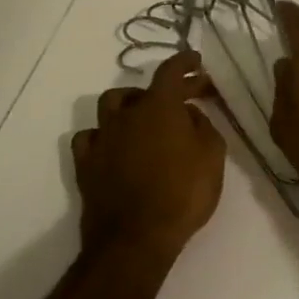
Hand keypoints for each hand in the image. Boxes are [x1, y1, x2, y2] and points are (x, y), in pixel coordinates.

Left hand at [72, 50, 225, 260]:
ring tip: (143, 116)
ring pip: (109, 105)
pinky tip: (113, 144)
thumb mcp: (212, 156)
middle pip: (143, 89)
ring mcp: (102, 138)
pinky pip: (89, 137)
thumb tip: (189, 114)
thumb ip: (203, 126)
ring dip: (128, 105)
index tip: (195, 60)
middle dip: (165, 89)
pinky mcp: (86, 164)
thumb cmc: (183, 194)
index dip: (184, 61)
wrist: (135, 238)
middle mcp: (126, 114)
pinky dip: (103, 135)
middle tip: (184, 100)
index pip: (171, 70)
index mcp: (159, 106)